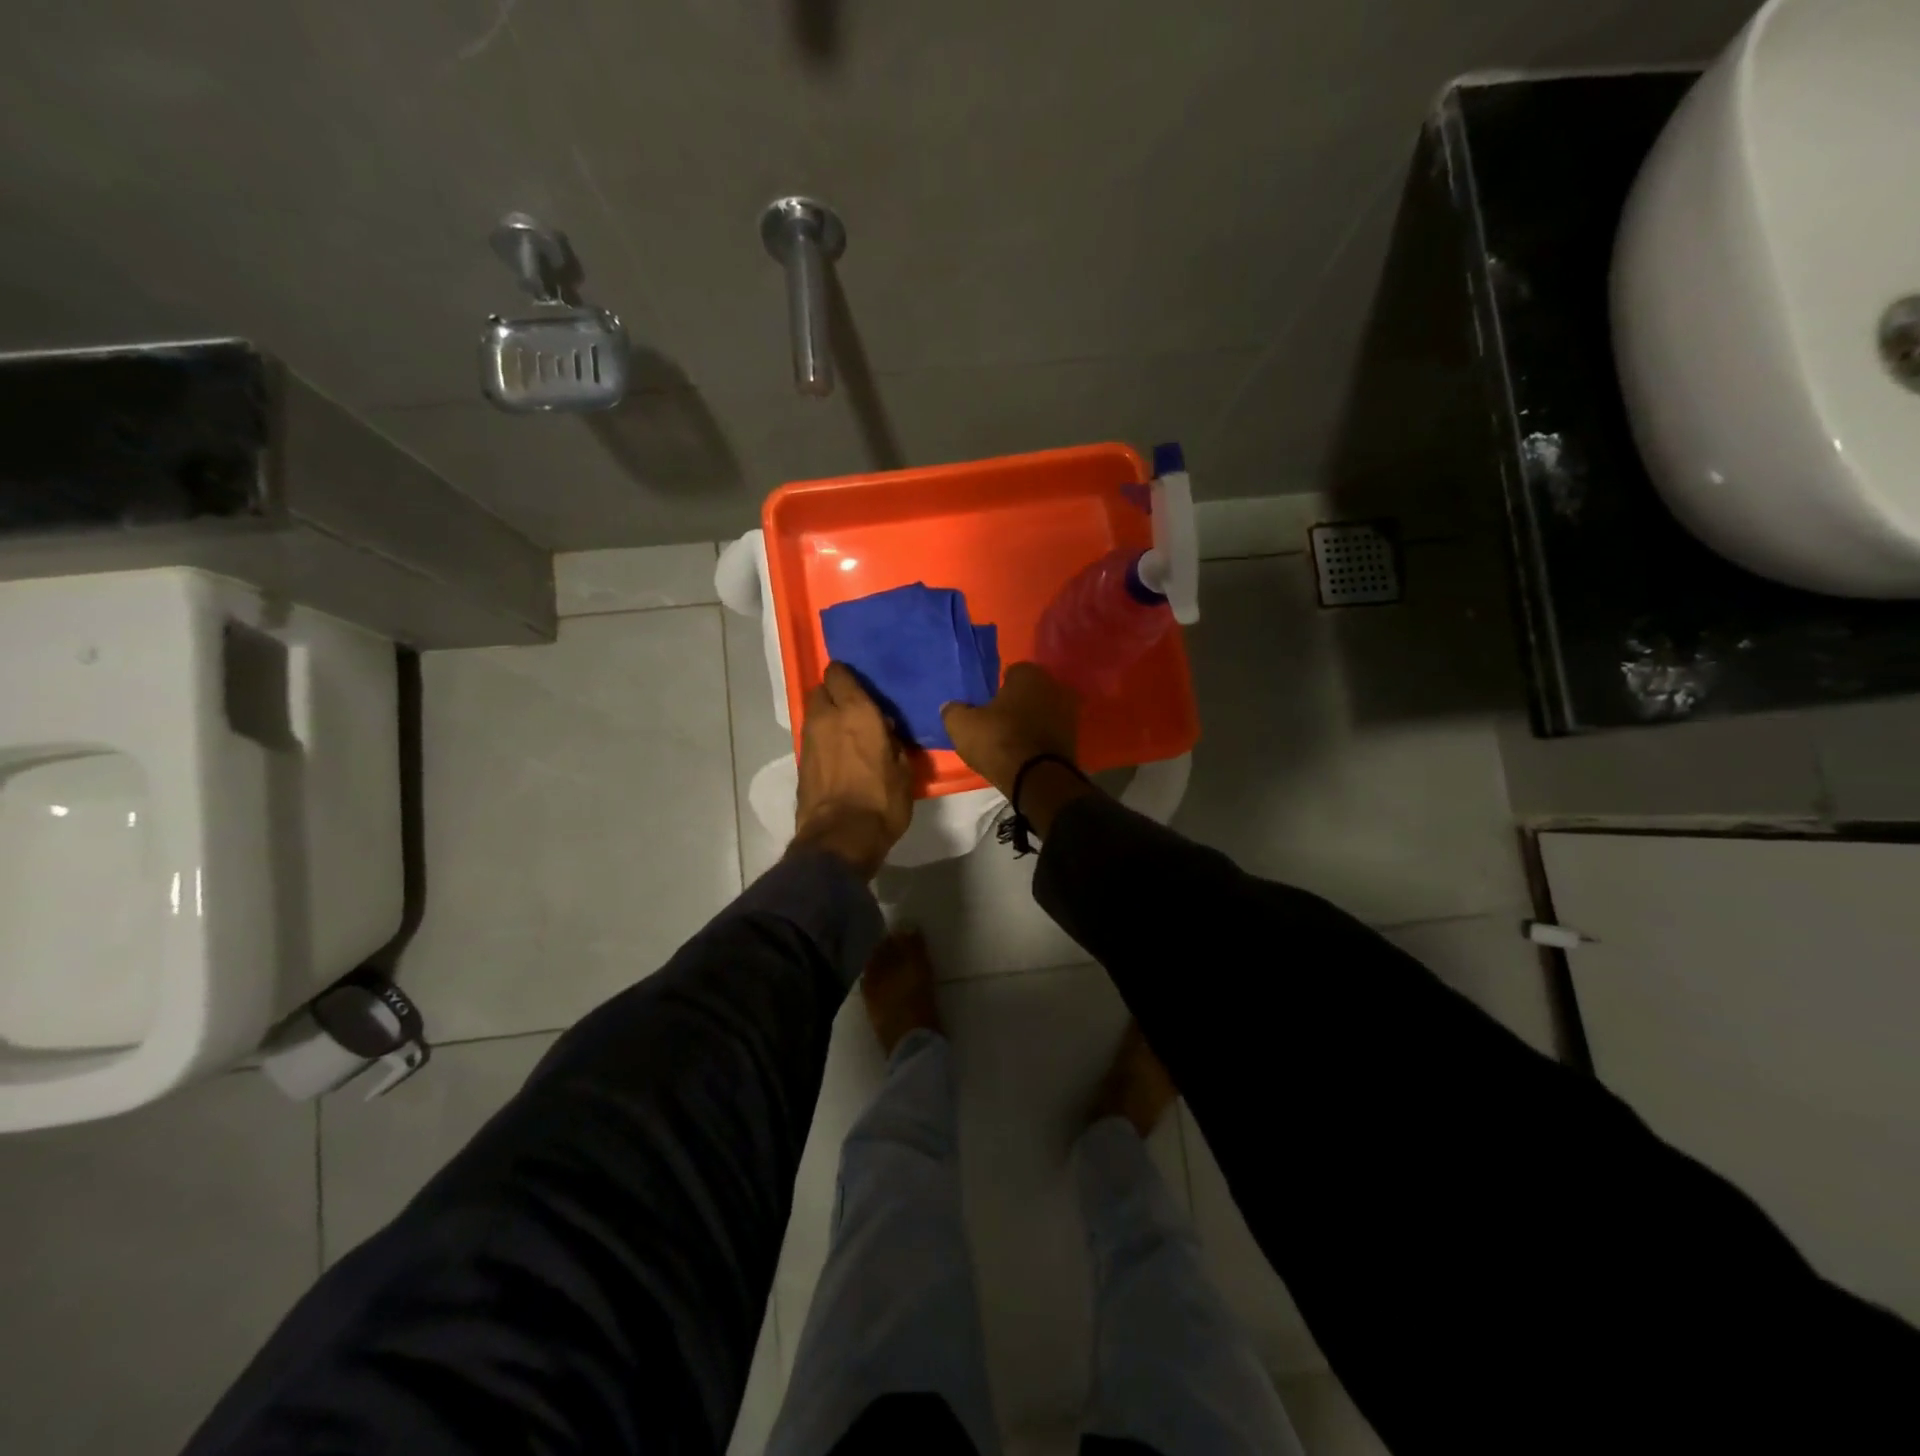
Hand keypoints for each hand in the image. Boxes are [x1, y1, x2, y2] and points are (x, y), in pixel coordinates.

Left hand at [793, 662, 913, 878]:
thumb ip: (893, 742)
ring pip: (814, 713)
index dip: (847, 676)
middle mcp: (827, 717)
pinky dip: (822, 740)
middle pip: (821, 690)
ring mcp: (808, 740)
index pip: (839, 674)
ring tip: (847, 733)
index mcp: (857, 711)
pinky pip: (812, 738)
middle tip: (854, 709)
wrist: (841, 838)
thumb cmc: (881, 801)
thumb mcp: (903, 770)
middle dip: (834, 694)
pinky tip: (837, 755)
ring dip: (827, 717)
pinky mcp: (800, 762)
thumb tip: (885, 731)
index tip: (860, 685)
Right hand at [941, 662, 1079, 798]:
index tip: (986, 705)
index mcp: (1029, 674)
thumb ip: (953, 710)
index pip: (1011, 672)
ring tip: (1012, 740)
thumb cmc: (998, 740)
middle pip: (1030, 691)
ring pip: (1043, 711)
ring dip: (1031, 721)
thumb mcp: (962, 725)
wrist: (1037, 779)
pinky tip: (1027, 752)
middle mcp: (1055, 685)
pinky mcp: (1075, 738)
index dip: (998, 688)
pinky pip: (1051, 732)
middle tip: (998, 721)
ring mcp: (1069, 712)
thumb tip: (951, 707)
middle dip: (1017, 703)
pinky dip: (1041, 738)